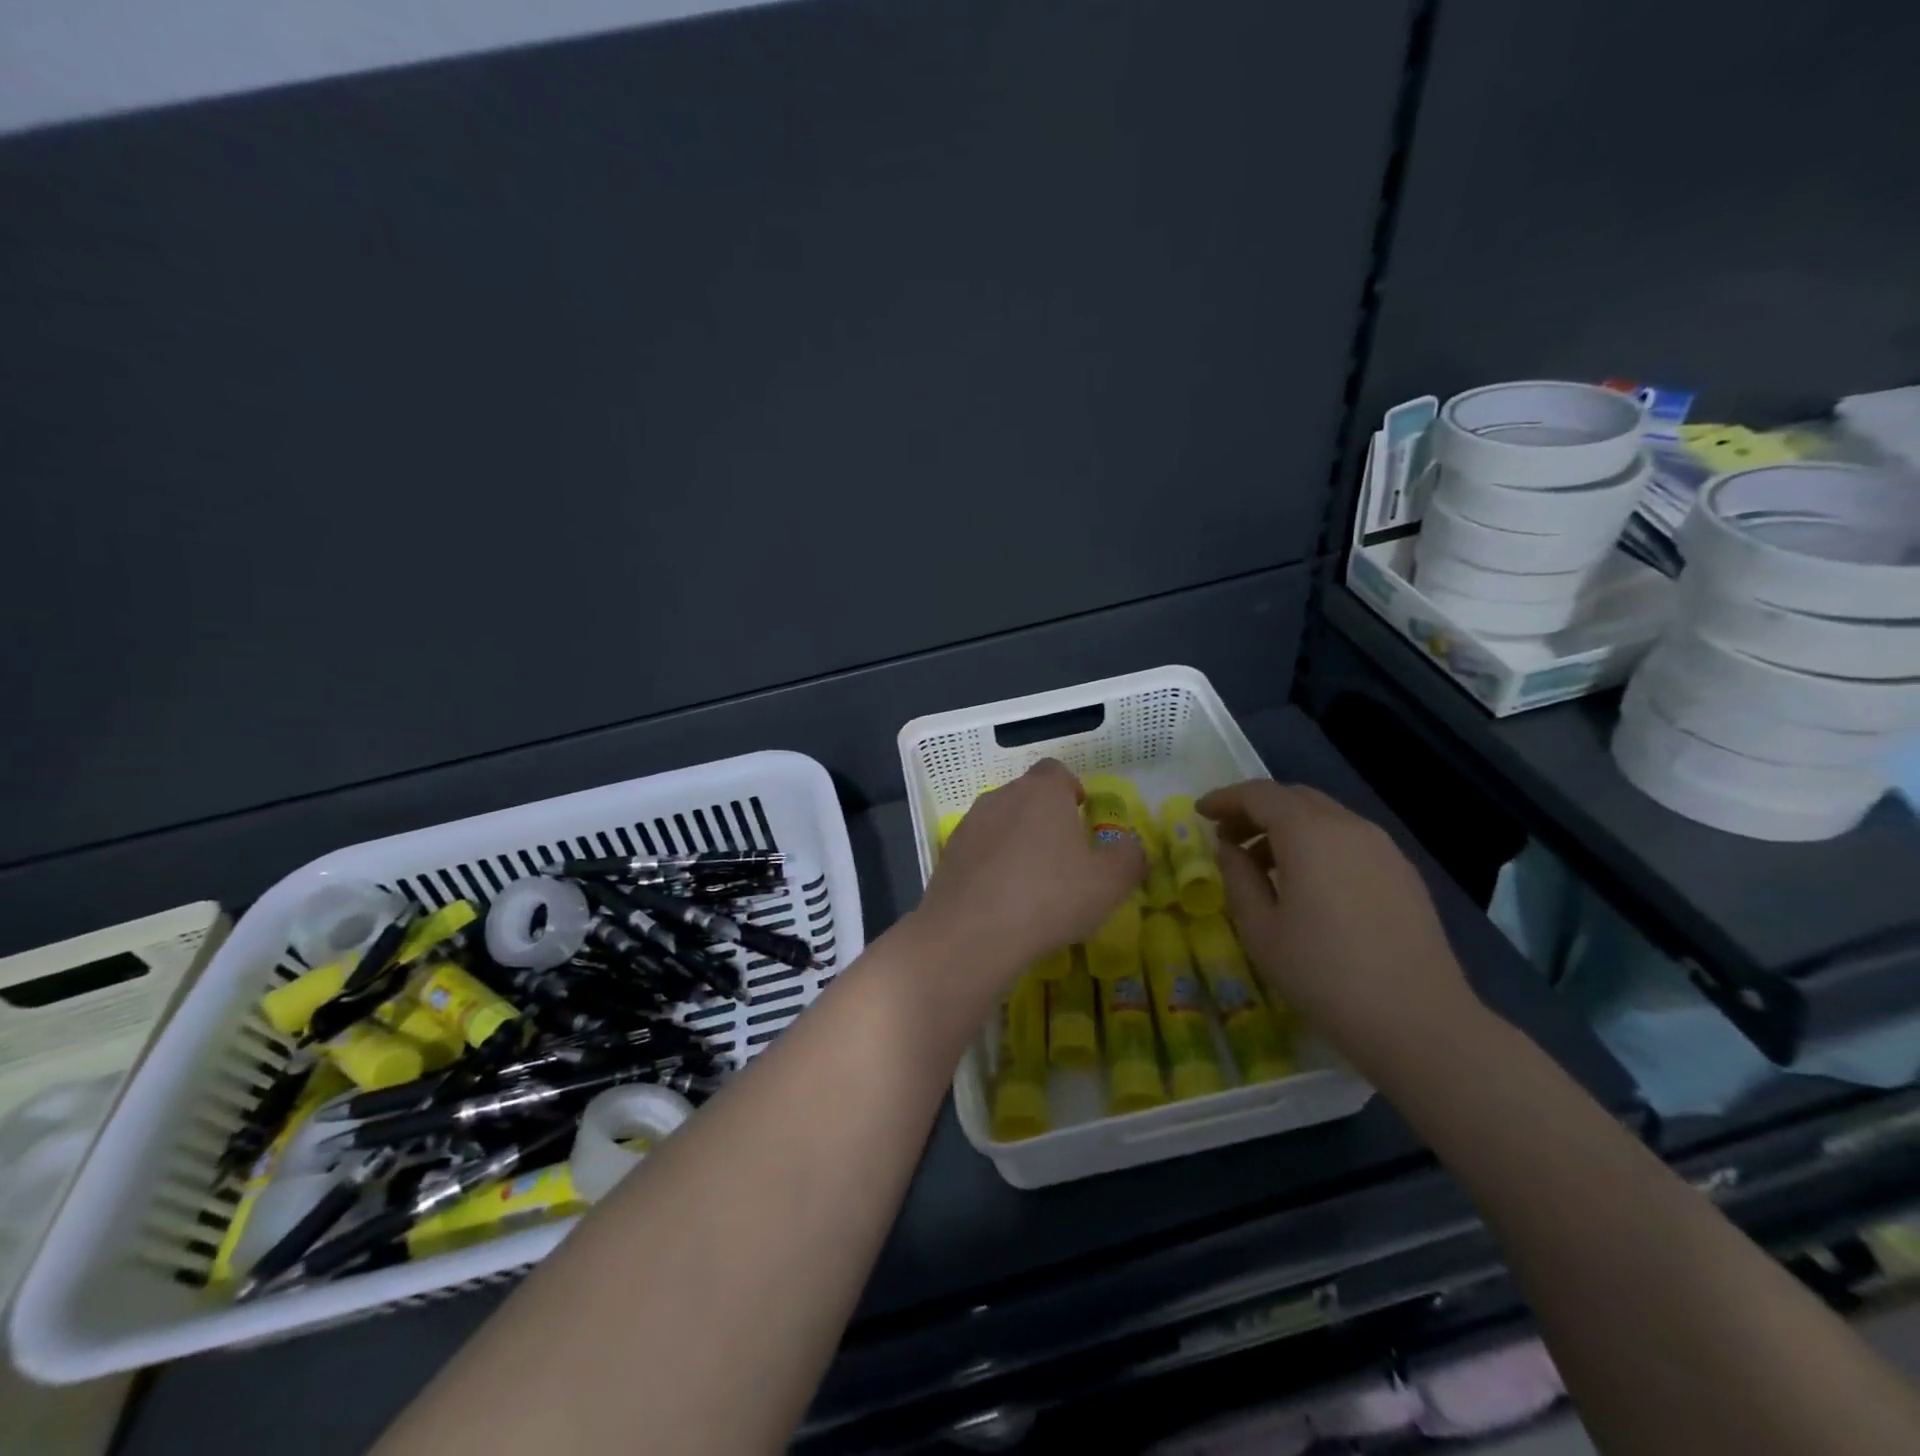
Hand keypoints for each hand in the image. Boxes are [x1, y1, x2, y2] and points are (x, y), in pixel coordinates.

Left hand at [912, 759, 1145, 984]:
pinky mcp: (948, 854)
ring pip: (1000, 822)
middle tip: (1062, 856)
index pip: (1056, 771)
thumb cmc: (1049, 897)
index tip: (1080, 817)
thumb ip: (1129, 857)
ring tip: (1031, 882)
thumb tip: (1130, 846)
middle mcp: (1002, 797)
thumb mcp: (1109, 883)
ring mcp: (970, 824)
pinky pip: (979, 850)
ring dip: (1016, 841)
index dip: (1070, 789)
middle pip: (1027, 796)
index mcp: (1042, 792)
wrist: (971, 933)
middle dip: (1044, 818)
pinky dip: (991, 864)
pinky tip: (1001, 899)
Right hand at [1197, 781, 1477, 1063]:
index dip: (1225, 799)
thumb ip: (1238, 877)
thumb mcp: (1260, 929)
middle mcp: (1349, 826)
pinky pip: (1349, 839)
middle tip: (1227, 837)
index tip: (1200, 812)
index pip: (1259, 795)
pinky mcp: (1404, 873)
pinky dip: (1318, 843)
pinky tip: (1308, 883)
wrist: (1418, 1022)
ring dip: (1287, 827)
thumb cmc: (1323, 974)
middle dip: (1255, 810)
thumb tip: (1230, 848)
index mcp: (1309, 833)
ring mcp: (1383, 848)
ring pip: (1325, 816)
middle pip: (1294, 798)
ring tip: (1263, 864)